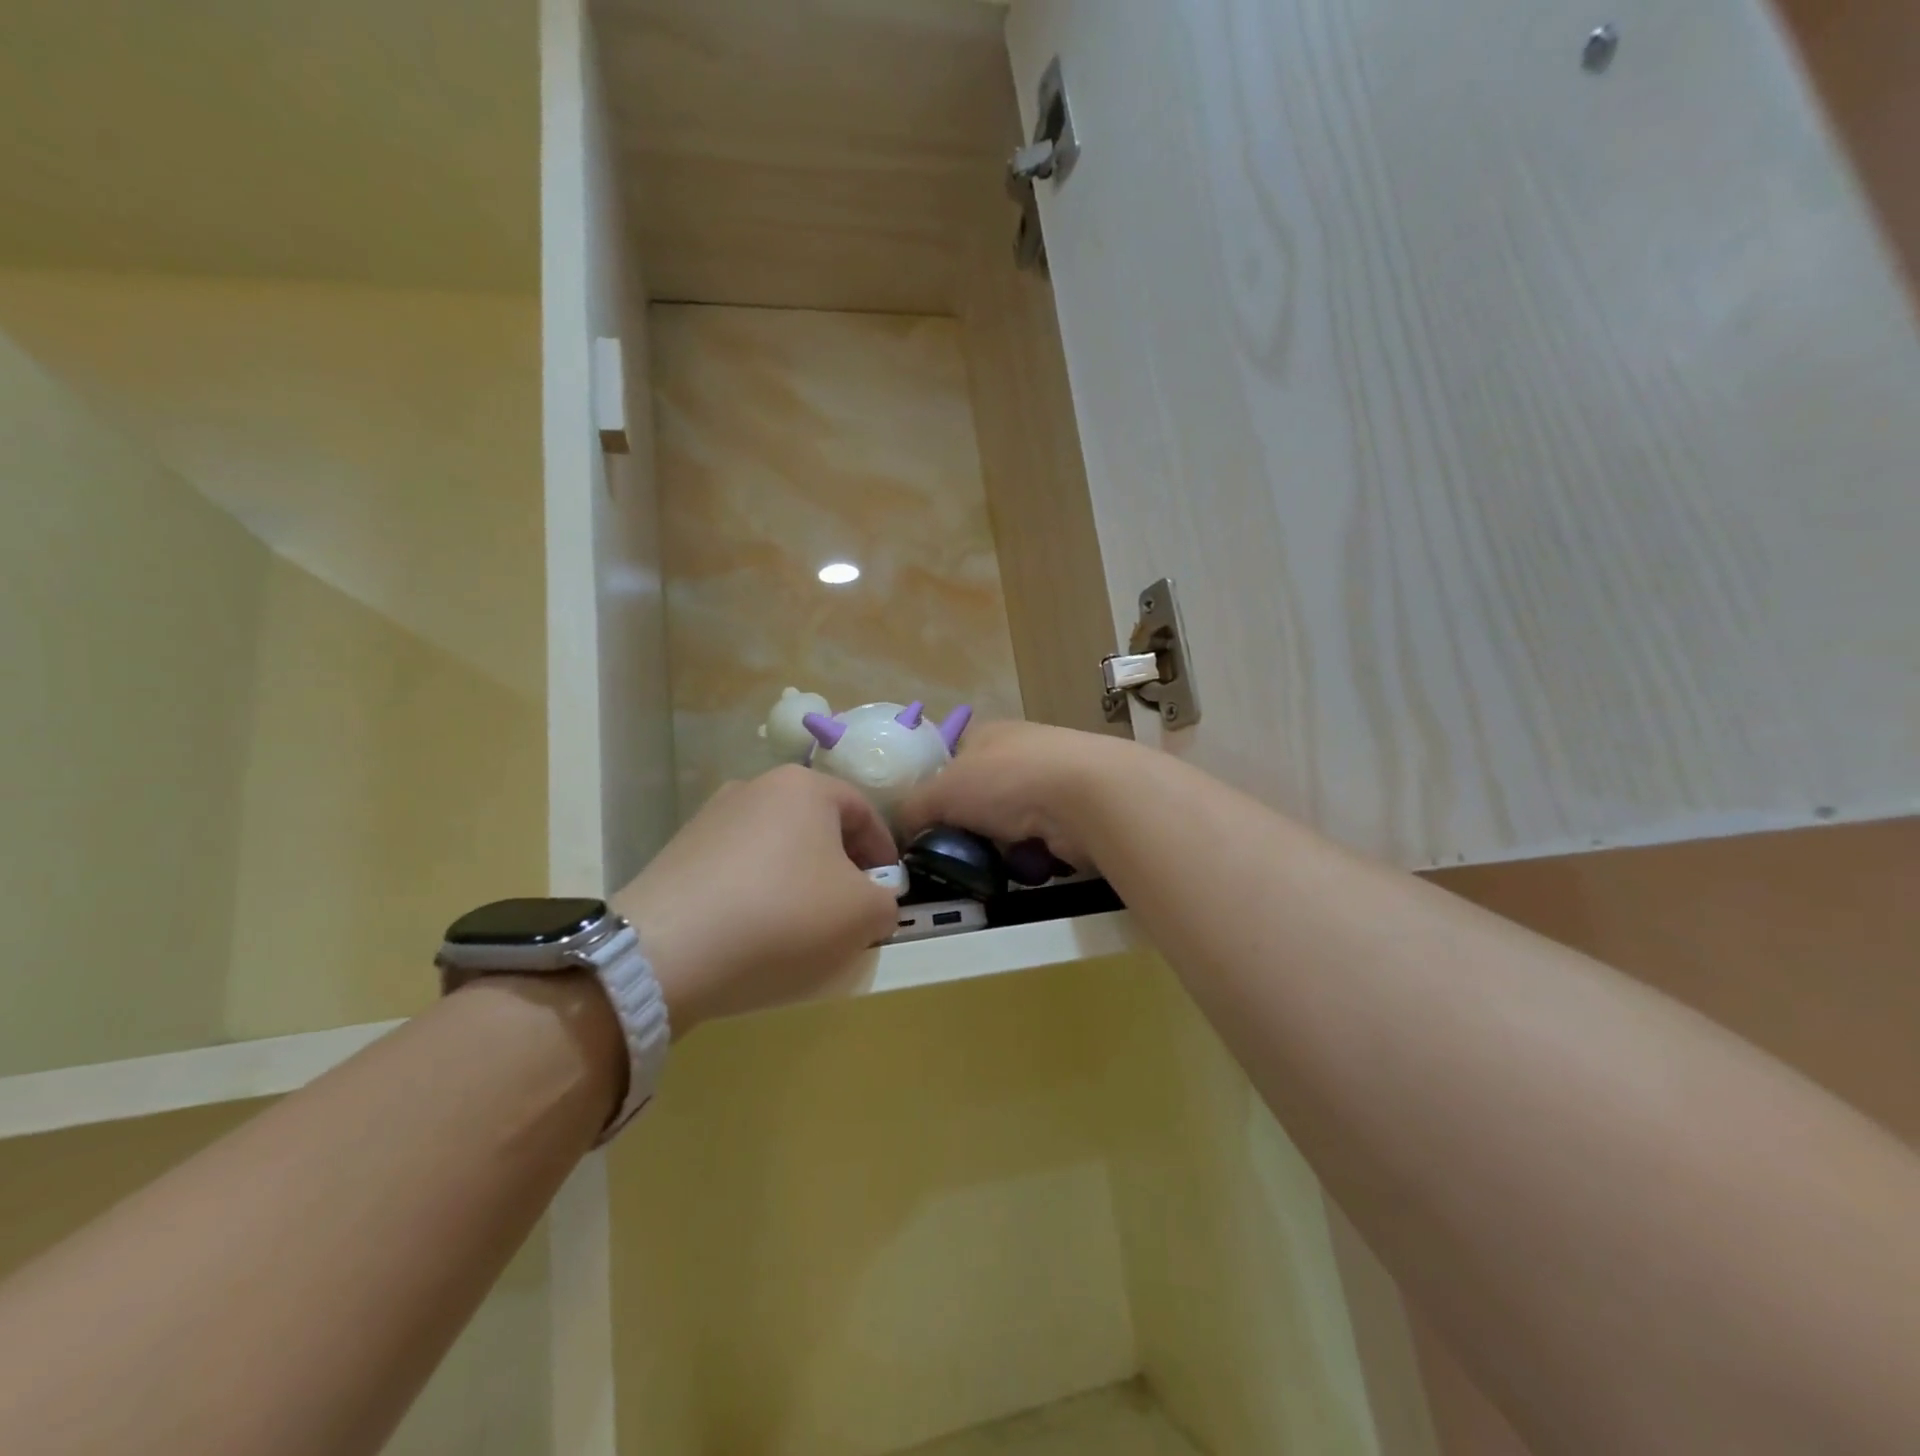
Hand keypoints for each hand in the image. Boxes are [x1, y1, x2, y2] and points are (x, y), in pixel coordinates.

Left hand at [611, 766, 900, 1033]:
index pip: (863, 811)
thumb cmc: (782, 917)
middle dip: (840, 866)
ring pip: (776, 846)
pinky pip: (737, 867)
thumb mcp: (862, 915)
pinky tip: (753, 931)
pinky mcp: (679, 851)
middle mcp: (756, 787)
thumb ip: (885, 902)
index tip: (887, 891)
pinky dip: (757, 892)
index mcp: (804, 786)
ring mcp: (711, 817)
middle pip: (817, 825)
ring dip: (798, 879)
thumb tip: (873, 902)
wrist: (667, 951)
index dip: (884, 852)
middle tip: (848, 909)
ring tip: (799, 926)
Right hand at [898, 720, 1138, 869]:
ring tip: (988, 866)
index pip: (952, 759)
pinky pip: (1041, 841)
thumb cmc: (1006, 781)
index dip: (935, 790)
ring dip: (1000, 845)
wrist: (1088, 795)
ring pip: (1011, 822)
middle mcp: (1021, 751)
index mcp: (987, 734)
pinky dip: (1032, 856)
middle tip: (953, 853)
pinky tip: (1027, 866)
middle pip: (981, 795)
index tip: (926, 824)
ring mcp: (1053, 780)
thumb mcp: (942, 791)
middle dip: (969, 825)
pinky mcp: (1077, 813)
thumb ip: (913, 807)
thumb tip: (900, 829)